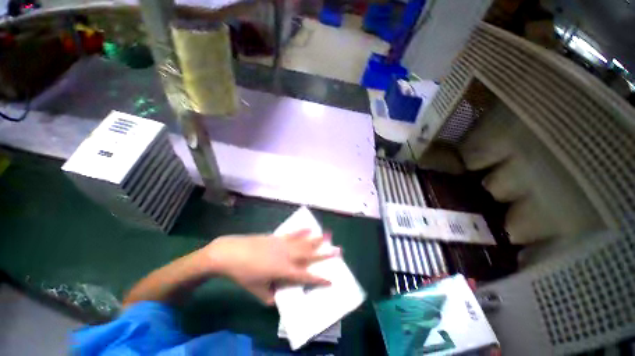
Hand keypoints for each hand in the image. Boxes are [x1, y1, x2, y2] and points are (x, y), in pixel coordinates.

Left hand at [204, 229, 340, 304]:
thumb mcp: (256, 290)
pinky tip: (309, 228)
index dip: (319, 279)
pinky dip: (302, 231)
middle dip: (325, 253)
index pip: (306, 276)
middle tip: (338, 250)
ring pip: (304, 241)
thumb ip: (269, 296)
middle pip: (310, 255)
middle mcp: (287, 255)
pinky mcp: (277, 237)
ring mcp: (283, 244)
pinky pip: (293, 234)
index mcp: (284, 270)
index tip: (331, 280)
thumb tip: (277, 298)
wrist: (231, 253)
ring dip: (317, 239)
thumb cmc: (243, 274)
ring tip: (328, 235)